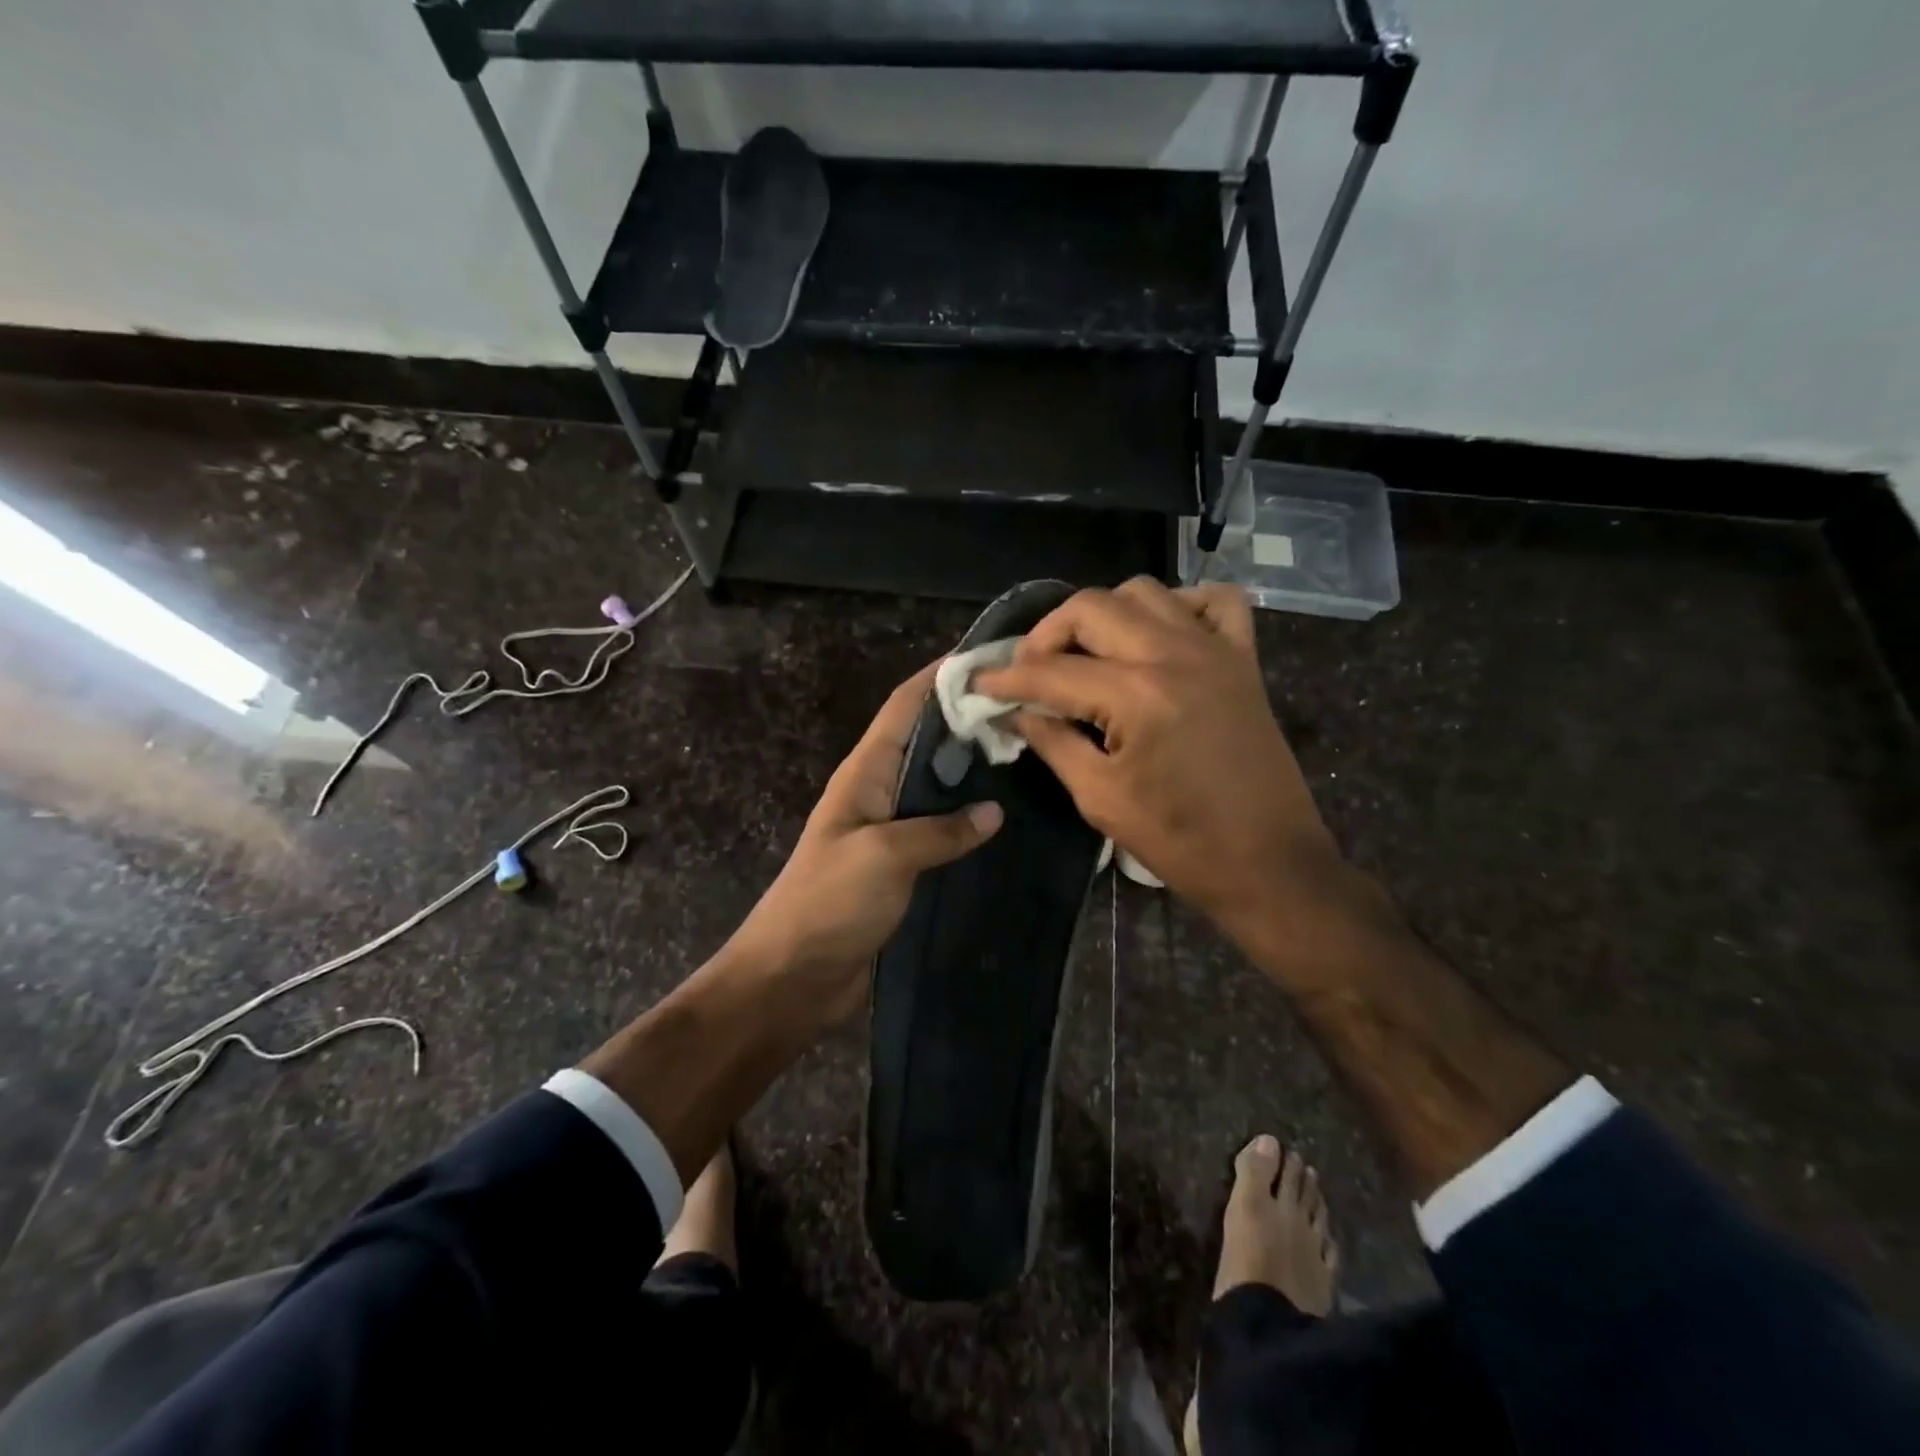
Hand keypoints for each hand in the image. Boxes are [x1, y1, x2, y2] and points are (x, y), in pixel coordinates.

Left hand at [726, 663, 1001, 1024]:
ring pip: (938, 786)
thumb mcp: (885, 855)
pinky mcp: (902, 868)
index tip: (991, 657)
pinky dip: (971, 820)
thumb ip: (940, 829)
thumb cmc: (829, 903)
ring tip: (1030, 755)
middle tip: (1029, 710)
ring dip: (975, 770)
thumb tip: (994, 811)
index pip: (904, 706)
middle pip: (927, 741)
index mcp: (865, 772)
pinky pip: (942, 832)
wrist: (792, 977)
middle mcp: (878, 791)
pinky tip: (1010, 822)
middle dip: (969, 720)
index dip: (941, 676)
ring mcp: (891, 830)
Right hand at [974, 578, 1340, 946]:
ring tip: (1085, 654)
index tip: (979, 683)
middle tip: (1030, 671)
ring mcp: (1214, 649)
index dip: (1006, 679)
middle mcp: (1173, 653)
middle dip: (1046, 634)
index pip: (1051, 671)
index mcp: (1135, 694)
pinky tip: (1158, 635)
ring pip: (1143, 592)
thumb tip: (1017, 714)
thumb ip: (1053, 743)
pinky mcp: (1243, 659)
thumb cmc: (1180, 841)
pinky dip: (1180, 604)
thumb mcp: (1100, 798)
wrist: (1269, 863)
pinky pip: (1214, 602)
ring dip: (1102, 614)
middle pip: (1091, 608)